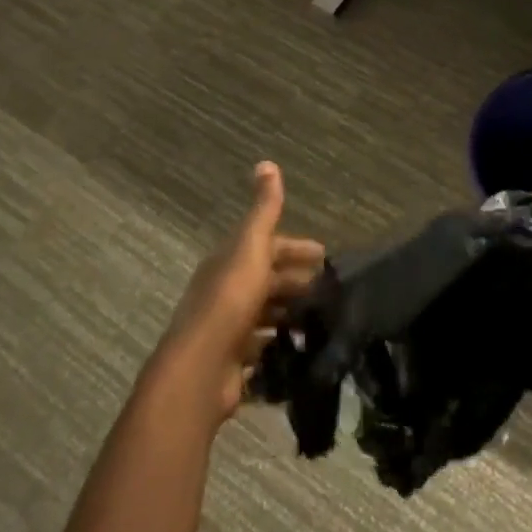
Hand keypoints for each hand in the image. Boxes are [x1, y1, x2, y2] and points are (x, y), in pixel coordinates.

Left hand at [153, 162, 325, 424]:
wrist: (200, 369)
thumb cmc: (230, 300)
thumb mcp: (252, 246)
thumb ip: (263, 209)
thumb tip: (266, 162)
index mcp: (229, 262)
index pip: (267, 246)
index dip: (295, 248)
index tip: (325, 256)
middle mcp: (225, 292)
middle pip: (266, 281)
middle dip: (297, 281)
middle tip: (331, 291)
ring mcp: (227, 330)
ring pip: (265, 315)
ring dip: (291, 315)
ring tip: (323, 321)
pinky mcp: (232, 364)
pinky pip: (262, 350)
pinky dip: (281, 347)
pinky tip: (302, 351)